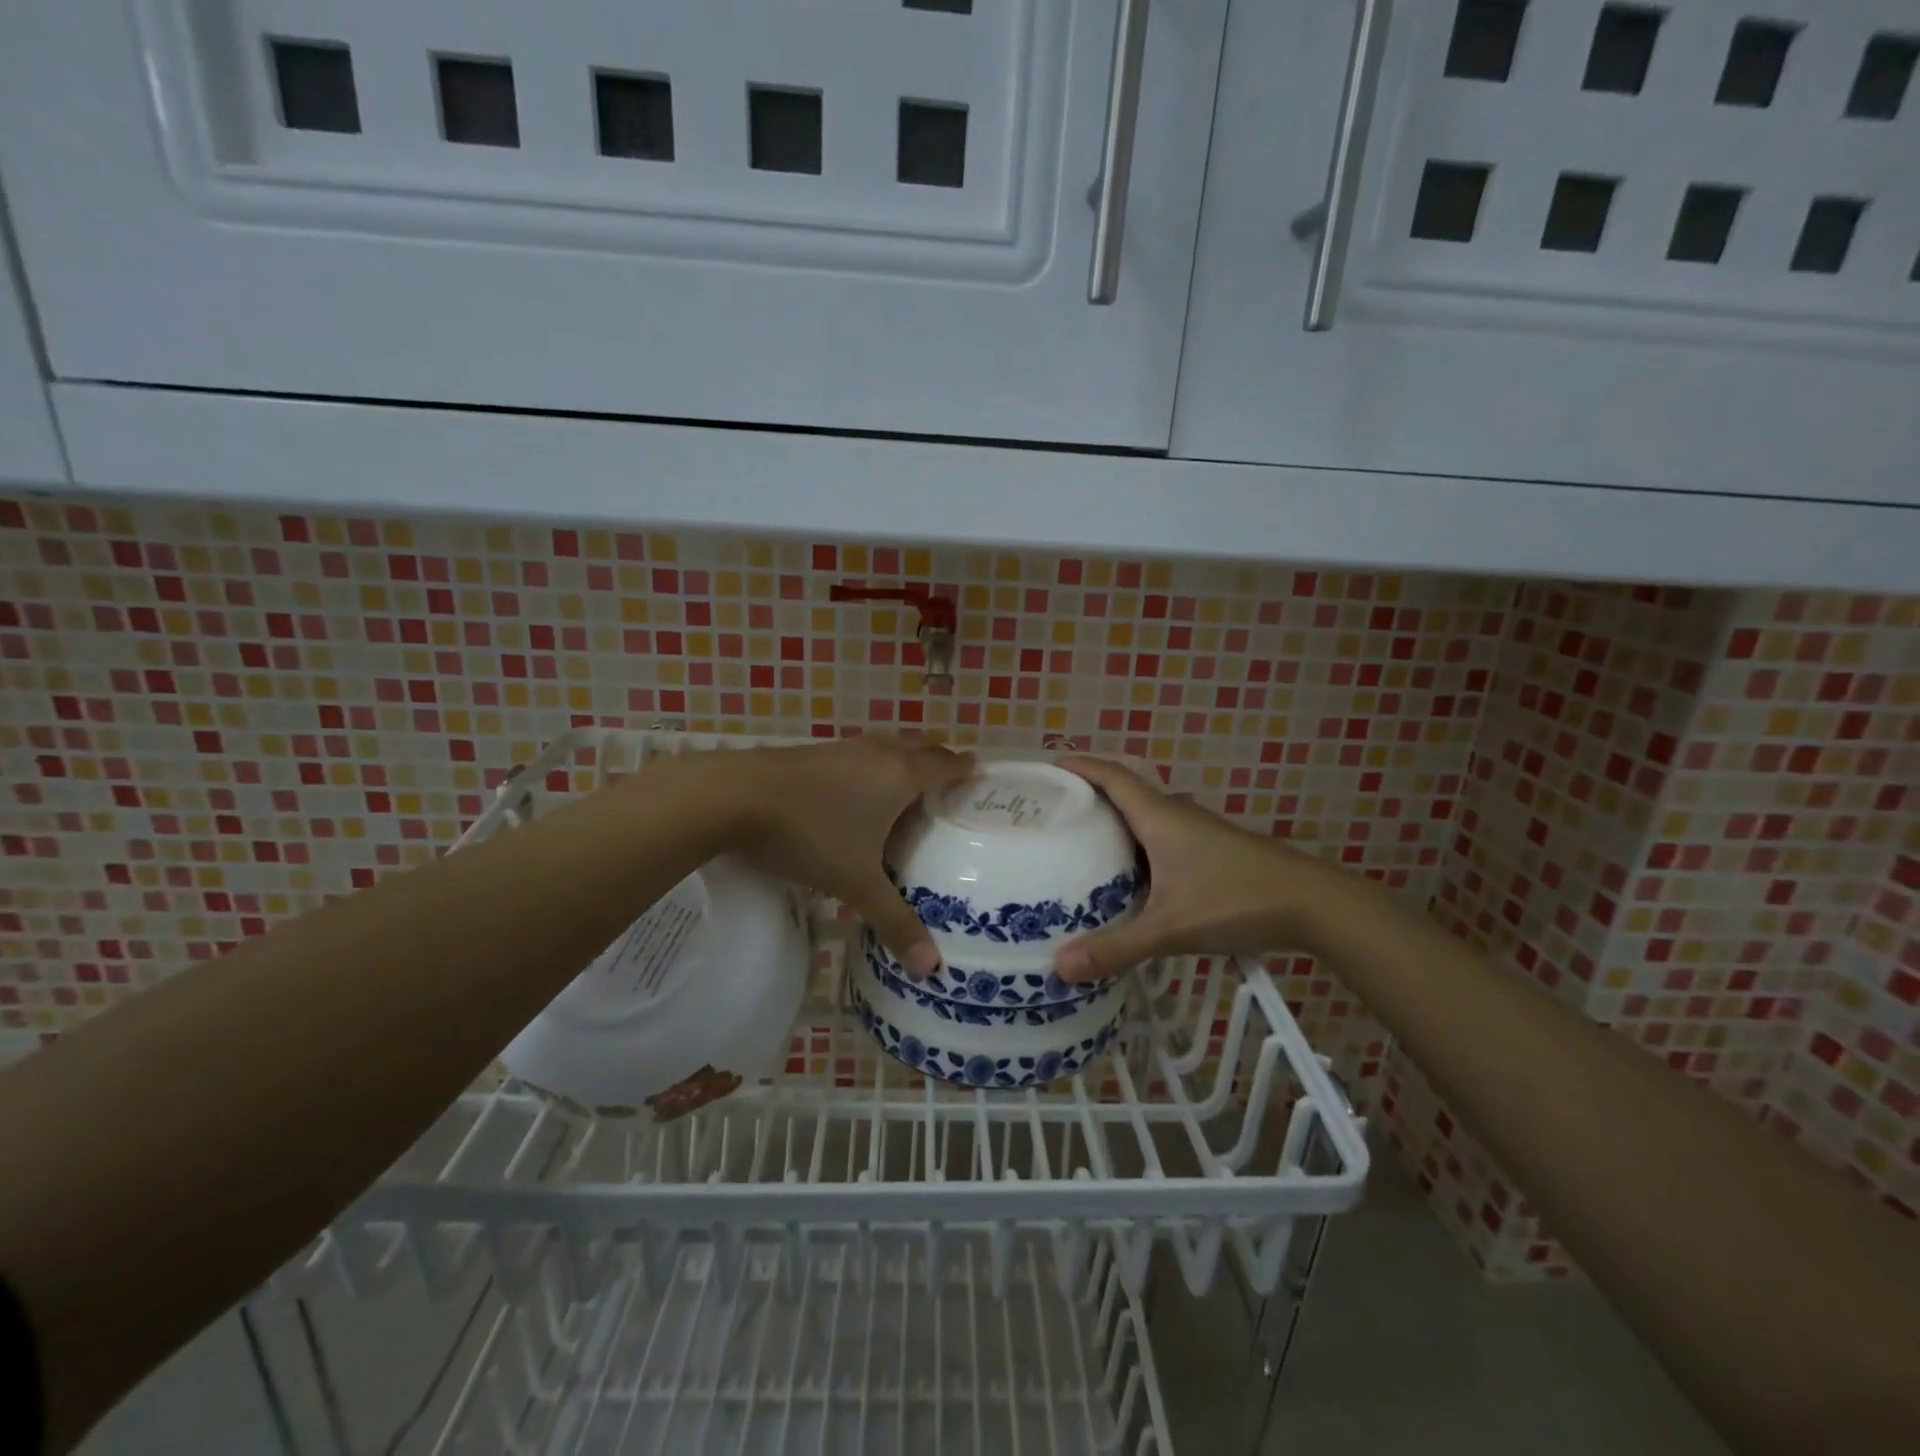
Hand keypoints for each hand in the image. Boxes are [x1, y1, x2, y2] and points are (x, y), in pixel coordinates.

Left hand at [734, 737, 974, 976]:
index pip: (944, 765)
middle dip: (937, 759)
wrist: (734, 796)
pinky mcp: (812, 752)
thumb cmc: (810, 834)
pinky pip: (858, 753)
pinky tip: (856, 788)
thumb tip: (932, 968)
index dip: (964, 767)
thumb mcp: (855, 883)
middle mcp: (877, 754)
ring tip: (907, 783)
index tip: (978, 770)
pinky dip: (872, 765)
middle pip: (918, 747)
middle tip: (948, 779)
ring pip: (886, 746)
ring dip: (903, 758)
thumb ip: (895, 922)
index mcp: (899, 777)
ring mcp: (842, 749)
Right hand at [1051, 756, 1342, 982]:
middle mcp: (1175, 815)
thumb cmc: (1237, 900)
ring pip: (1144, 818)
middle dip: (1087, 796)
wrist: (1314, 905)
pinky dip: (1136, 847)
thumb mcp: (1170, 927)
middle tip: (1051, 813)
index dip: (1079, 765)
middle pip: (1124, 793)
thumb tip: (1060, 967)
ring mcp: (1197, 833)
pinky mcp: (1211, 852)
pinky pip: (1161, 838)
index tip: (1048, 765)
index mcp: (1159, 816)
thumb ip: (1116, 947)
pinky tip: (1128, 878)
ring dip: (1113, 823)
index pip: (1111, 775)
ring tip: (1079, 844)